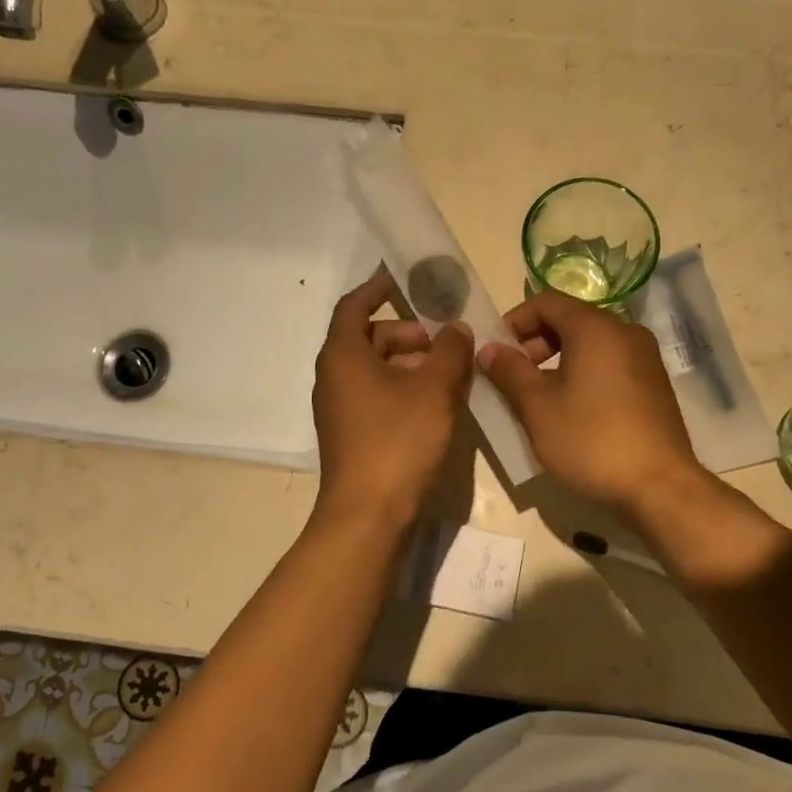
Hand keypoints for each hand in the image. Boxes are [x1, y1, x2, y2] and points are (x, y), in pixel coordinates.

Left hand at [312, 268, 474, 529]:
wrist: (368, 514)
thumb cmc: (398, 441)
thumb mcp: (434, 390)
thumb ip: (450, 351)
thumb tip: (457, 329)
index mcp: (343, 355)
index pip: (354, 305)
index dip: (377, 287)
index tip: (403, 277)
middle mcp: (334, 377)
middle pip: (369, 338)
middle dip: (407, 333)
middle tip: (444, 340)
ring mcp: (340, 408)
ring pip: (375, 370)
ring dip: (409, 363)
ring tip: (448, 373)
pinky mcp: (351, 434)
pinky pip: (376, 395)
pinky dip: (403, 388)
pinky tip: (435, 403)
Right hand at [478, 290, 703, 517]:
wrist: (659, 487)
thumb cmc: (591, 441)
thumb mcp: (538, 407)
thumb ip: (509, 371)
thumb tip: (489, 348)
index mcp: (596, 328)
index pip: (546, 302)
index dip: (515, 321)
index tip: (497, 352)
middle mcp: (625, 332)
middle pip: (571, 319)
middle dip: (536, 342)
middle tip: (515, 377)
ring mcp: (645, 357)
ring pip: (591, 343)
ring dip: (559, 360)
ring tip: (540, 397)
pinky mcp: (654, 383)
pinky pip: (610, 363)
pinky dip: (585, 372)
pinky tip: (573, 409)